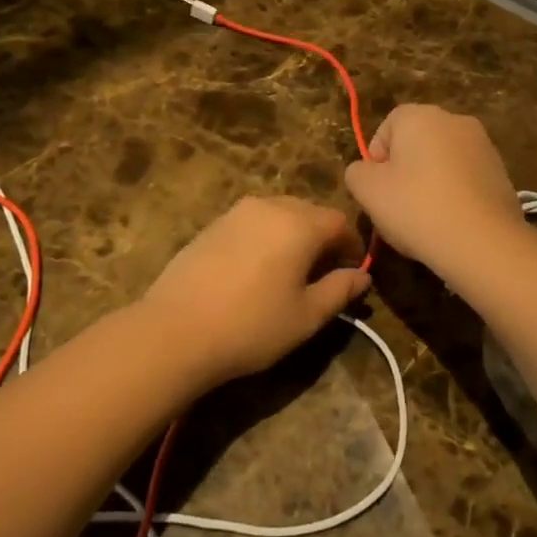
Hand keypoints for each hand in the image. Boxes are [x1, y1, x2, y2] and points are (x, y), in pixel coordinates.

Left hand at [141, 197, 370, 389]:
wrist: (175, 330)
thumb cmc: (251, 326)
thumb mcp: (306, 316)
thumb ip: (339, 290)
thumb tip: (362, 276)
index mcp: (299, 224)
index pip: (339, 222)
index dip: (352, 245)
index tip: (352, 271)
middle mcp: (269, 206)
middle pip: (309, 212)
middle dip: (322, 237)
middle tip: (323, 272)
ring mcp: (236, 213)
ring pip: (278, 213)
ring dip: (293, 234)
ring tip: (289, 270)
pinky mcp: (212, 224)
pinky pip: (252, 222)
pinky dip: (265, 237)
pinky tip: (256, 269)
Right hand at [344, 105, 521, 276]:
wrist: (483, 242)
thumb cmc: (416, 208)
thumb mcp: (366, 190)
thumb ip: (357, 172)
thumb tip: (367, 171)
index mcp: (420, 116)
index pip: (387, 127)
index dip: (376, 158)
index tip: (377, 189)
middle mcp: (454, 120)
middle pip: (416, 143)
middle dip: (404, 171)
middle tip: (397, 207)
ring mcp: (483, 145)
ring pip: (442, 162)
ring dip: (430, 183)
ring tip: (425, 220)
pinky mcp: (501, 172)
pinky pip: (465, 179)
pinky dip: (455, 195)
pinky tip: (450, 223)